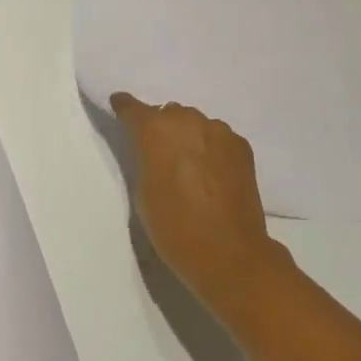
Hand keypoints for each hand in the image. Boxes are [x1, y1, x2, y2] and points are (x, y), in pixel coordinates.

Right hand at [110, 93, 290, 314]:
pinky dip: (211, 148)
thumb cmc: (174, 228)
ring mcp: (218, 131)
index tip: (119, 109)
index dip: (124, 109)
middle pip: (167, 113)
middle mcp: (186, 120)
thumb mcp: (142, 192)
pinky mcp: (241, 146)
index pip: (132, 107)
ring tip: (189, 164)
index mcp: (155, 130)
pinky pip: (217, 137)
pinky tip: (212, 172)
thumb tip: (151, 149)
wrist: (229, 253)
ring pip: (194, 123)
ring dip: (188, 136)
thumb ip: (144, 159)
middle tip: (159, 153)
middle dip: (161, 128)